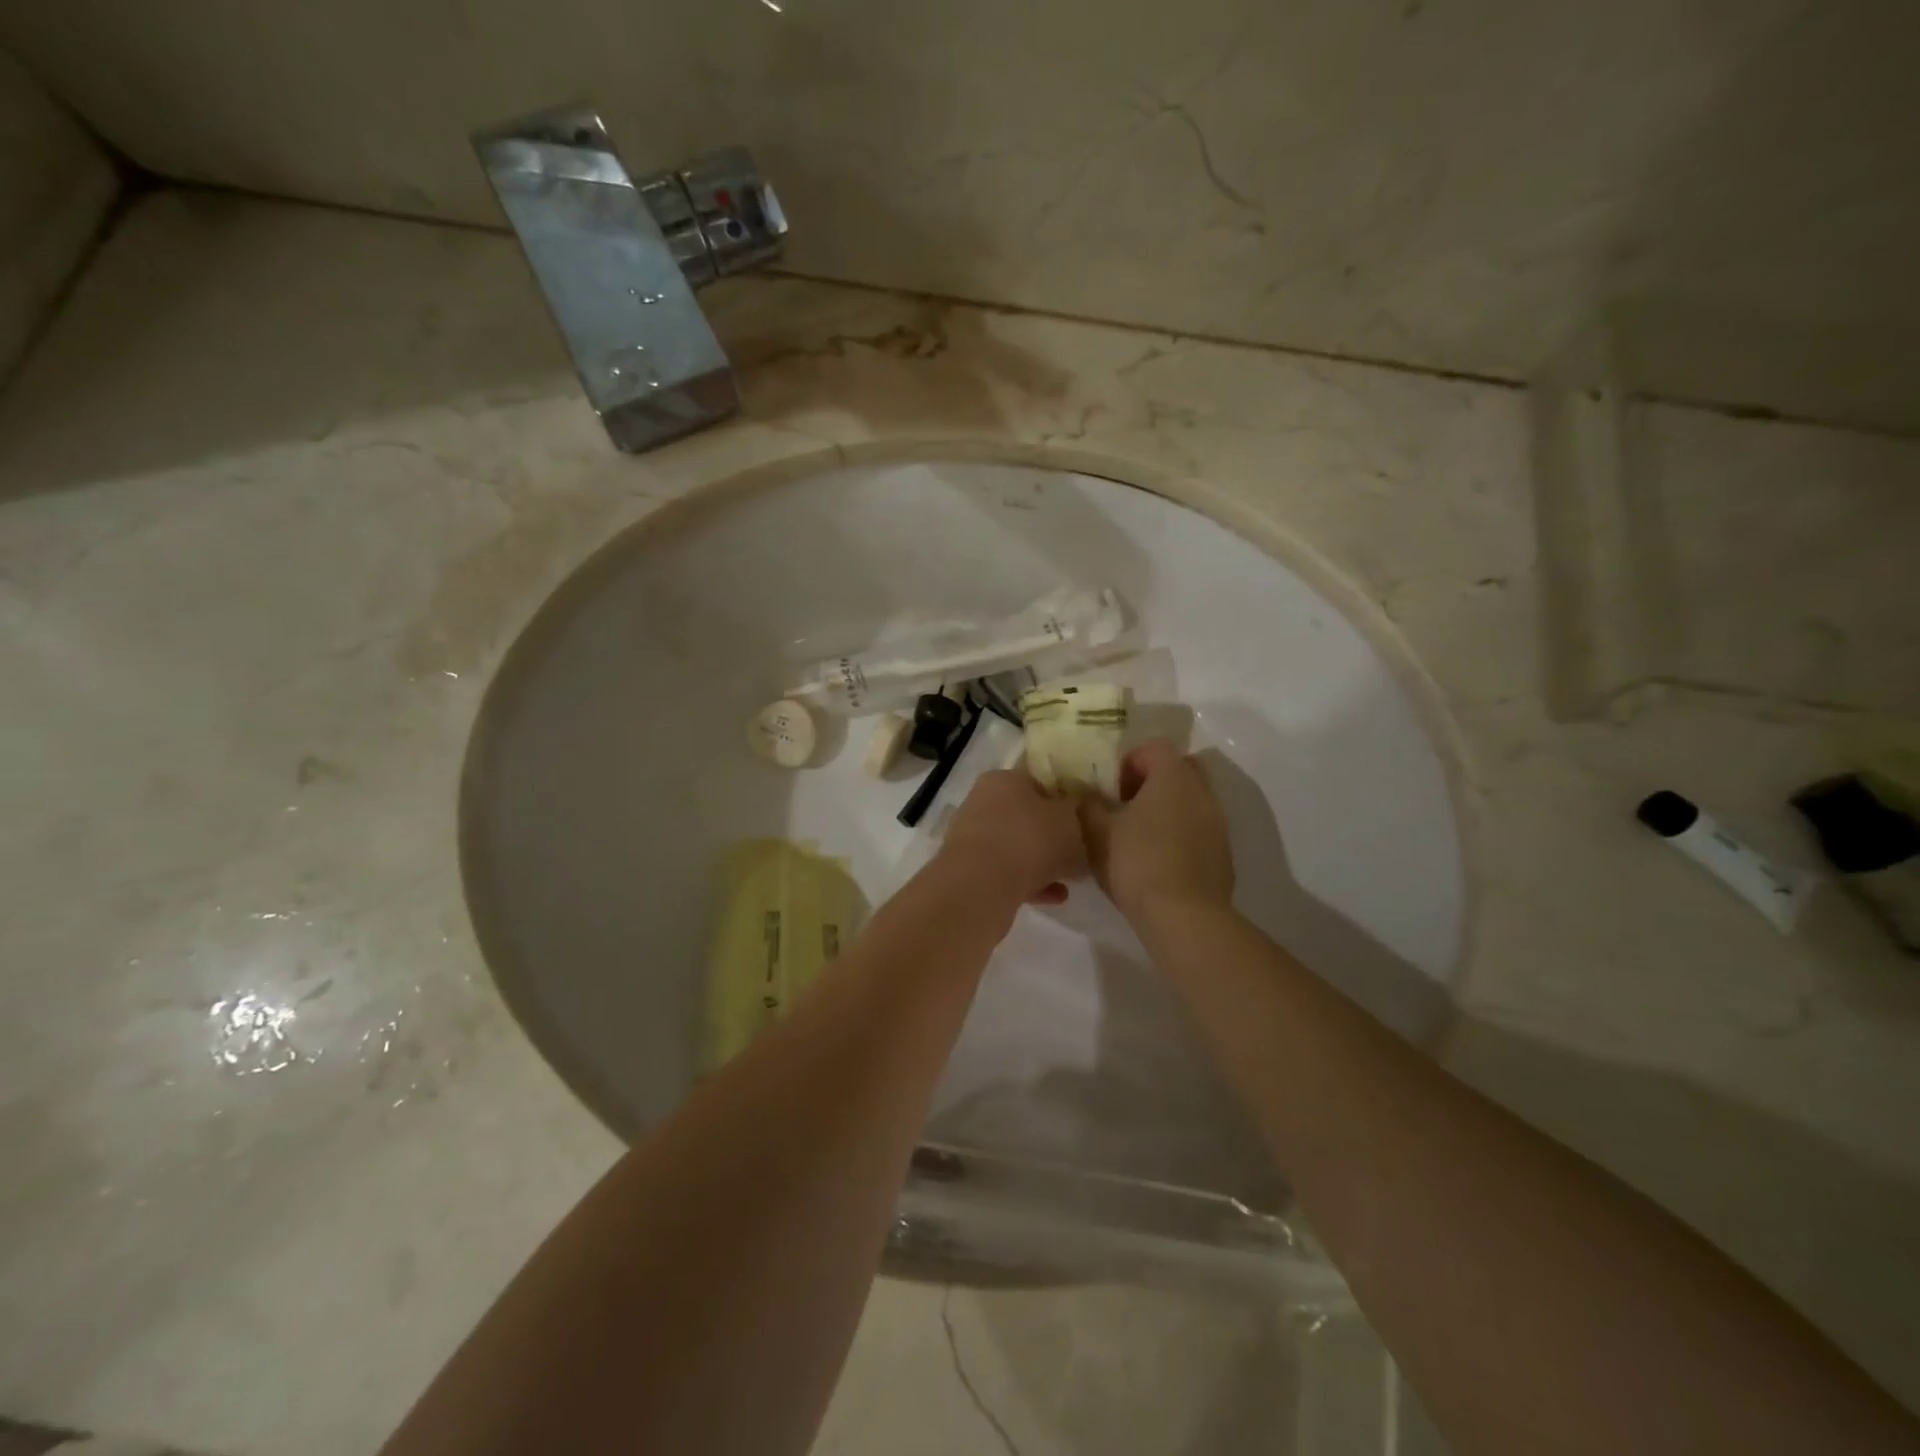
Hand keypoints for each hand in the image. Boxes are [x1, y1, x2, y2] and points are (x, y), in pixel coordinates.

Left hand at [940, 769, 1088, 905]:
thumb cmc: (1030, 840)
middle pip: (1025, 816)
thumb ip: (1078, 812)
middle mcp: (982, 802)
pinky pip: (1006, 872)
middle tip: (1077, 852)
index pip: (1037, 780)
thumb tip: (1077, 812)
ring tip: (1068, 882)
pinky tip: (1053, 897)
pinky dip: (1028, 883)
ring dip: (1041, 863)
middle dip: (1051, 836)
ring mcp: (972, 837)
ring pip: (1015, 846)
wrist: (980, 885)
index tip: (1082, 819)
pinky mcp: (967, 869)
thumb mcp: (1071, 820)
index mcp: (1004, 778)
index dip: (1063, 798)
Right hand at [1080, 739, 1234, 920]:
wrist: (1184, 917)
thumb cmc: (1137, 863)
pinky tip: (1158, 861)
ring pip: (1191, 800)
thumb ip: (1089, 807)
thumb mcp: (1097, 833)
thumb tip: (1088, 798)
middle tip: (1126, 806)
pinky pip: (1199, 829)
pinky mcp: (1223, 853)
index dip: (1128, 762)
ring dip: (1167, 809)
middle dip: (1152, 781)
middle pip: (1179, 769)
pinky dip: (1180, 834)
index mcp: (1173, 776)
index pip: (1154, 747)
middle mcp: (1202, 792)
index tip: (1110, 789)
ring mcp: (1218, 823)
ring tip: (1138, 837)